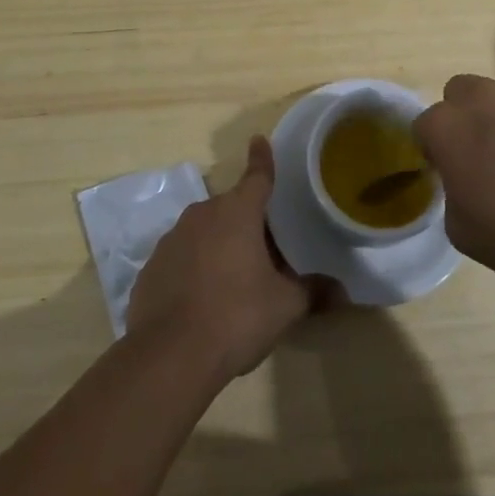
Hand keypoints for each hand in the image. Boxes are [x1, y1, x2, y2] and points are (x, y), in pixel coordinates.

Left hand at [127, 136, 322, 381]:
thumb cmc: (235, 317)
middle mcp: (202, 214)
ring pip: (203, 232)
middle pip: (231, 208)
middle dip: (246, 222)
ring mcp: (171, 239)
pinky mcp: (151, 267)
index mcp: (237, 212)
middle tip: (264, 250)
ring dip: (218, 245)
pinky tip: (201, 300)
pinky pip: (181, 258)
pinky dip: (193, 269)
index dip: (262, 159)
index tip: (259, 140)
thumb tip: (343, 292)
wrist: (169, 355)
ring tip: (233, 280)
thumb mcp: (284, 307)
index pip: (256, 176)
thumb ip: (312, 292)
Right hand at [414, 75, 494, 290]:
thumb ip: (453, 193)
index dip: (436, 148)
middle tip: (490, 153)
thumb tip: (466, 183)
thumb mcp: (464, 231)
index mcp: (448, 128)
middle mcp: (484, 98)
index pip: (425, 125)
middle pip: (462, 92)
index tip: (452, 171)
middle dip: (469, 115)